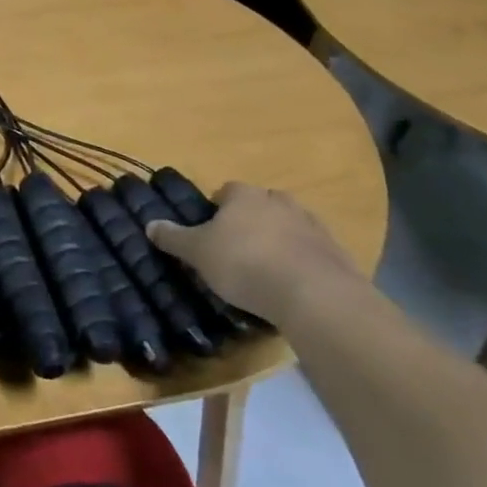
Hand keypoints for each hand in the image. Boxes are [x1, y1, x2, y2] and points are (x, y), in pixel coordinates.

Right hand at [145, 182, 362, 326]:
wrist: (315, 295)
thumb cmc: (245, 264)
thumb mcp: (198, 253)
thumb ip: (174, 238)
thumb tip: (149, 224)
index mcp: (244, 195)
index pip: (227, 190)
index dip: (217, 208)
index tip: (211, 230)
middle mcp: (279, 201)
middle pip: (261, 204)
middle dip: (251, 221)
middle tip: (237, 248)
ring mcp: (312, 225)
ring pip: (289, 226)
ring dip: (278, 240)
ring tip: (266, 269)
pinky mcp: (336, 253)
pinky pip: (312, 252)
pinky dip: (302, 262)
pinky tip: (292, 286)